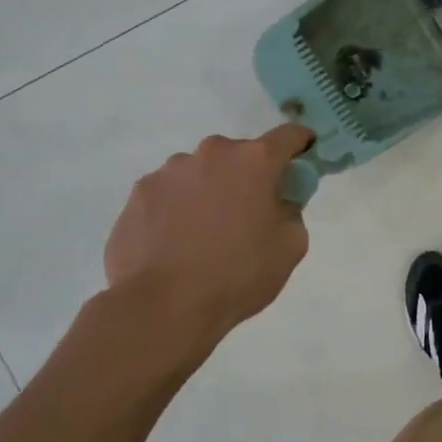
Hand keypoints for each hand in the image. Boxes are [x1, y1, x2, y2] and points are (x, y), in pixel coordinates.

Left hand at [104, 124, 314, 344]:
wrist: (163, 306)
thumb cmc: (239, 274)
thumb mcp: (291, 246)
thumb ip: (291, 210)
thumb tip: (276, 201)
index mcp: (255, 160)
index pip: (289, 135)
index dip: (301, 145)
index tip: (303, 161)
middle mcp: (211, 153)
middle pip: (239, 155)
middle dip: (248, 176)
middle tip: (248, 214)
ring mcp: (169, 171)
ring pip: (200, 173)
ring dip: (209, 191)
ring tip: (203, 235)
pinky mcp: (138, 194)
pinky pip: (168, 194)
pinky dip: (177, 210)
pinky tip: (175, 244)